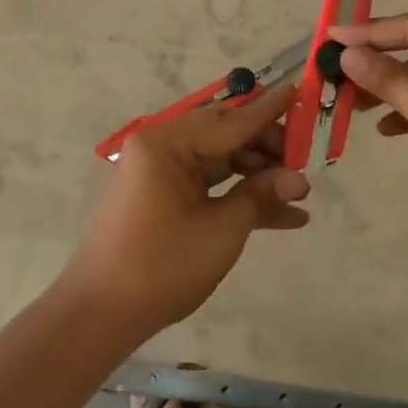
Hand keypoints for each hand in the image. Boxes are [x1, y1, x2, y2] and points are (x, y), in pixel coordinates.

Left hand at [59, 82, 310, 342]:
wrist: (101, 314)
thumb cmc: (161, 266)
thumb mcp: (221, 230)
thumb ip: (260, 196)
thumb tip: (300, 180)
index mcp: (167, 144)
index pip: (231, 121)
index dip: (269, 112)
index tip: (300, 92)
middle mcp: (162, 148)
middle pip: (226, 136)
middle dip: (268, 150)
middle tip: (306, 164)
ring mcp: (162, 173)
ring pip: (222, 161)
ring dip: (259, 177)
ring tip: (300, 195)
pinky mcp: (164, 197)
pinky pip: (209, 185)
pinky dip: (240, 197)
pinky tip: (283, 216)